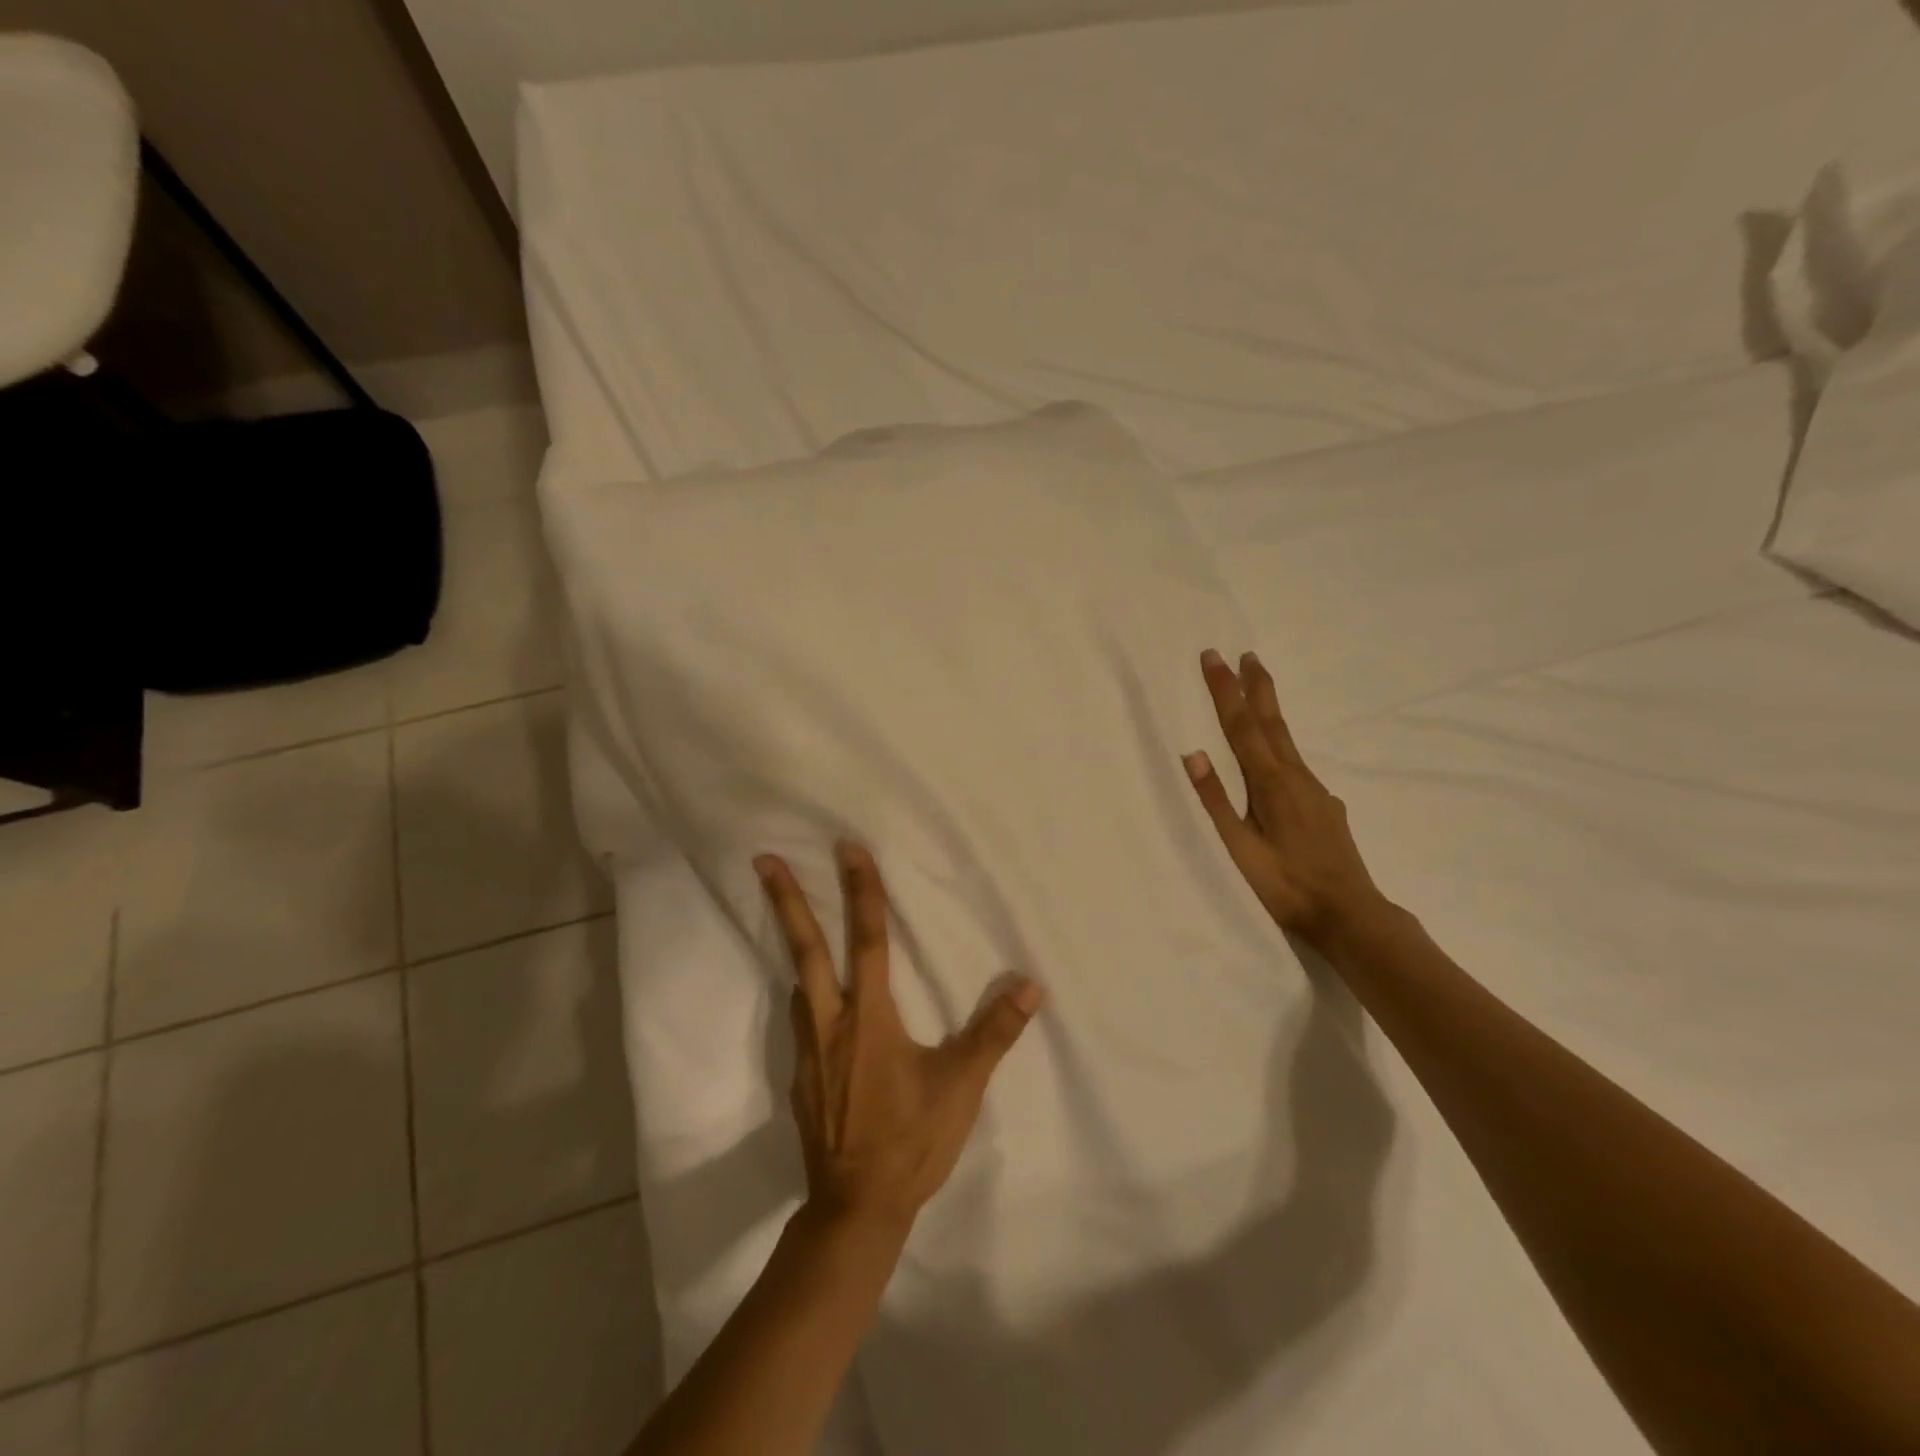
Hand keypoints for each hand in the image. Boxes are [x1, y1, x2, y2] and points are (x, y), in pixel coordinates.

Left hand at [755, 841, 1043, 1233]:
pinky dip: (803, 989)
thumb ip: (994, 1033)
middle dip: (787, 902)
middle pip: (806, 949)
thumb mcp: (960, 1088)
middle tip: (763, 860)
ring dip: (791, 941)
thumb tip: (1030, 986)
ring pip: (797, 981)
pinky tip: (812, 994)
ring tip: (787, 912)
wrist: (854, 1209)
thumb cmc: (911, 1141)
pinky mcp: (802, 1074)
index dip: (861, 891)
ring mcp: (809, 1049)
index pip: (868, 940)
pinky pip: (800, 1016)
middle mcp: (830, 1022)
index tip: (847, 850)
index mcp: (869, 1018)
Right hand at [1186, 649, 1385, 944]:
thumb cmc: (1285, 885)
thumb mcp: (1239, 847)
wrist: (1349, 914)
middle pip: (1272, 722)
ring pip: (1286, 740)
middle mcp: (1296, 777)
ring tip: (1258, 692)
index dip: (1225, 690)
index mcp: (1270, 783)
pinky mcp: (1325, 805)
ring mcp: (1315, 790)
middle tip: (1246, 654)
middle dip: (1256, 686)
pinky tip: (1278, 762)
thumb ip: (1215, 801)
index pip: (1241, 726)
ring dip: (1269, 711)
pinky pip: (1297, 764)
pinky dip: (1281, 745)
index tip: (1213, 657)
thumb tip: (1193, 754)